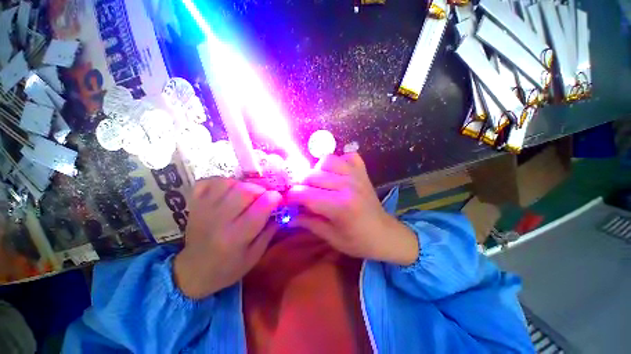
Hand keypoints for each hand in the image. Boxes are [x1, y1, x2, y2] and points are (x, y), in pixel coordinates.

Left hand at [174, 178, 281, 298]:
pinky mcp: (195, 205)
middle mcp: (219, 220)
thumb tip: (279, 211)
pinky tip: (228, 190)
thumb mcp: (254, 256)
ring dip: (242, 185)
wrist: (193, 271)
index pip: (260, 208)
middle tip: (262, 197)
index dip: (273, 198)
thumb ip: (269, 232)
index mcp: (236, 237)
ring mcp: (204, 210)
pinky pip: (207, 182)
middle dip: (260, 190)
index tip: (278, 198)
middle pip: (244, 191)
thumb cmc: (227, 268)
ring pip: (227, 183)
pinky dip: (221, 181)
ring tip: (246, 194)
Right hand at [286, 154, 418, 265]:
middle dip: (302, 185)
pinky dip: (339, 162)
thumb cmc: (358, 241)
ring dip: (317, 170)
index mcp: (340, 206)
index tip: (288, 200)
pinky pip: (347, 156)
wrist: (385, 234)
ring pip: (326, 160)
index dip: (292, 196)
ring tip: (318, 183)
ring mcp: (356, 175)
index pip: (305, 194)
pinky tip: (336, 174)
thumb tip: (288, 214)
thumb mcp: (331, 237)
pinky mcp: (362, 172)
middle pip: (312, 175)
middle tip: (302, 194)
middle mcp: (347, 186)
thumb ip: (308, 222)